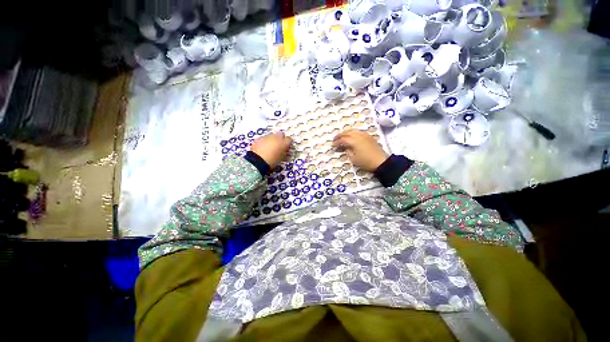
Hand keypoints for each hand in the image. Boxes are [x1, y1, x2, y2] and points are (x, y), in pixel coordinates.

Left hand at [250, 132, 291, 168]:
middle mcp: (276, 137)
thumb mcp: (281, 159)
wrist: (257, 161)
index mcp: (283, 143)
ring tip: (269, 147)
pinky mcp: (259, 138)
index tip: (286, 147)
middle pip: (281, 134)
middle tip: (279, 145)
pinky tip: (262, 148)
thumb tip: (285, 152)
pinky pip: (264, 138)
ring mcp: (267, 137)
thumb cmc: (272, 162)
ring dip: (272, 140)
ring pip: (271, 135)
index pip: (289, 140)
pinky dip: (264, 142)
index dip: (288, 143)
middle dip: (280, 138)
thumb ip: (285, 153)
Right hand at [332, 130, 387, 171]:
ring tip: (342, 137)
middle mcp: (358, 136)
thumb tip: (345, 148)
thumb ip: (347, 152)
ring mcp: (364, 135)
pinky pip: (359, 132)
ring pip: (353, 130)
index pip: (342, 139)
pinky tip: (352, 137)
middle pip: (347, 132)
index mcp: (353, 141)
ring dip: (346, 132)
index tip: (333, 145)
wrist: (381, 162)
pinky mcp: (369, 136)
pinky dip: (353, 133)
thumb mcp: (353, 159)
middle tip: (335, 139)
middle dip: (340, 135)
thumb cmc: (366, 162)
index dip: (336, 142)